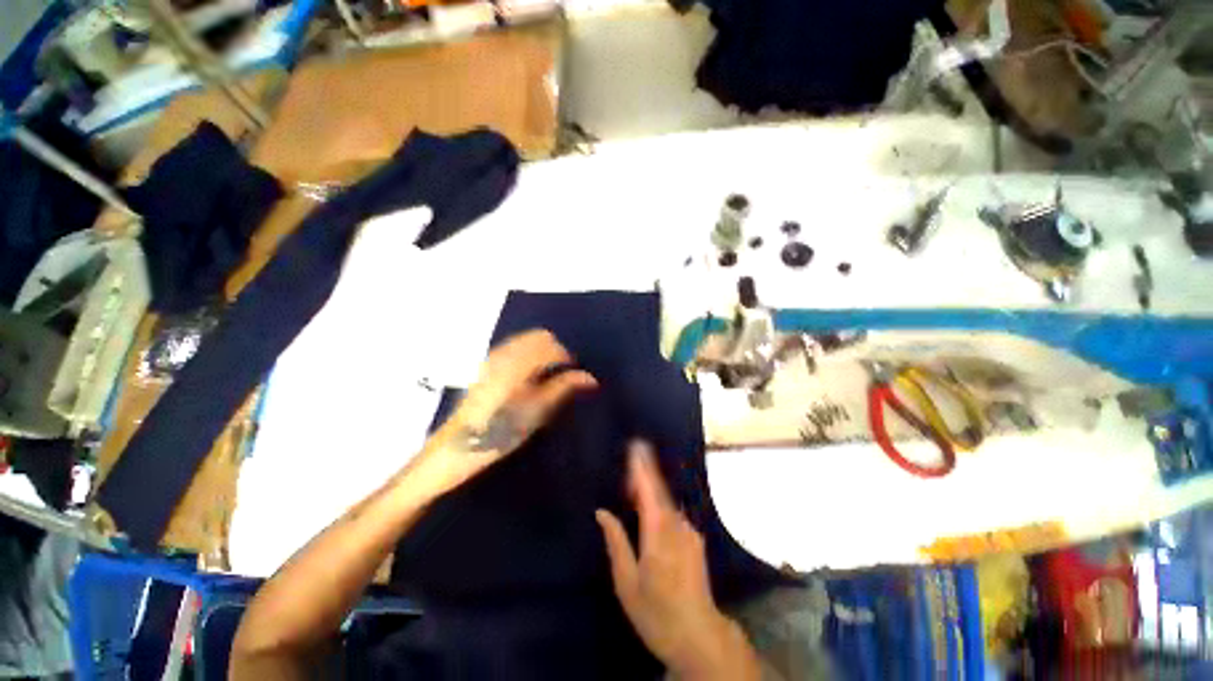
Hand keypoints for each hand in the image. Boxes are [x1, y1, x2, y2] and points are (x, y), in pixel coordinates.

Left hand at [421, 329, 596, 491]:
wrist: (459, 445)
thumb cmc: (501, 432)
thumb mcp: (537, 412)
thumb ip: (563, 388)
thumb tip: (590, 378)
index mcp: (518, 363)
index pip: (551, 345)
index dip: (567, 357)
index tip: (575, 374)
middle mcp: (505, 353)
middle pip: (539, 336)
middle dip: (555, 350)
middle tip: (563, 373)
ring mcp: (493, 356)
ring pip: (526, 339)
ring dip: (542, 350)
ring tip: (547, 375)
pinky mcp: (487, 363)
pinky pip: (514, 346)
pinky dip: (528, 353)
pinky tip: (529, 375)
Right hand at [596, 442, 759, 679]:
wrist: (699, 636)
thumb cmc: (657, 613)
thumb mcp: (627, 583)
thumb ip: (616, 543)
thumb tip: (602, 512)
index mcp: (658, 533)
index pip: (648, 490)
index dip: (641, 467)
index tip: (635, 446)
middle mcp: (676, 525)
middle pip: (659, 490)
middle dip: (645, 471)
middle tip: (630, 458)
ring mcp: (689, 531)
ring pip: (666, 500)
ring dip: (651, 489)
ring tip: (633, 485)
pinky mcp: (694, 539)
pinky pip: (672, 513)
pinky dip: (659, 504)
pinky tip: (650, 509)